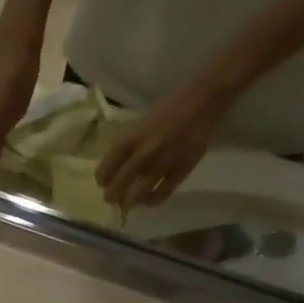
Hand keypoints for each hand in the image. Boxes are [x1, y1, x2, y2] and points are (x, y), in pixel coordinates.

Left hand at [94, 74, 239, 209]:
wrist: (202, 99)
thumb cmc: (168, 109)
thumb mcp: (139, 124)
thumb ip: (127, 146)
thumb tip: (116, 169)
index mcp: (130, 138)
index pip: (106, 168)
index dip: (102, 180)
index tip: (103, 183)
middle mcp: (144, 151)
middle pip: (118, 185)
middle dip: (111, 196)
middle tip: (112, 198)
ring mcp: (164, 161)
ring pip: (137, 193)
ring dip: (129, 202)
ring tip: (128, 203)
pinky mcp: (182, 168)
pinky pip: (162, 193)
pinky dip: (151, 200)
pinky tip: (148, 200)